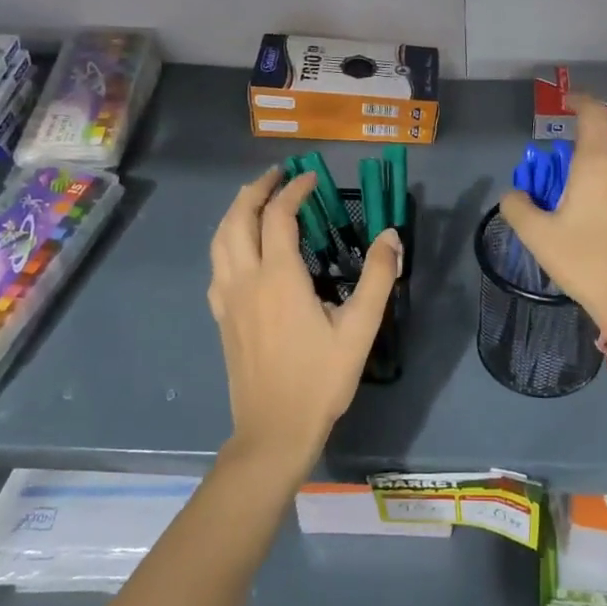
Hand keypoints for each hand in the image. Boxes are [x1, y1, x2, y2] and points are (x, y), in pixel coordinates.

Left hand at [208, 168, 402, 478]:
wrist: (274, 430)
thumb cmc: (320, 380)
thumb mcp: (359, 329)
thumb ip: (377, 278)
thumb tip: (390, 235)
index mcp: (279, 278)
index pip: (278, 216)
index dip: (294, 191)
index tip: (312, 178)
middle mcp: (246, 279)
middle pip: (239, 218)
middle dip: (256, 190)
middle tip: (279, 175)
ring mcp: (228, 299)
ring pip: (220, 239)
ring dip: (236, 211)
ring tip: (256, 199)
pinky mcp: (222, 317)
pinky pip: (216, 265)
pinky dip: (226, 241)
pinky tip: (241, 248)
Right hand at [498, 95, 606, 332]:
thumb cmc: (585, 263)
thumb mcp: (538, 237)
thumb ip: (517, 207)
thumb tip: (514, 194)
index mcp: (597, 164)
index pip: (593, 114)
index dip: (580, 100)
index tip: (567, 102)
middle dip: (597, 125)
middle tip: (577, 140)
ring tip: (600, 162)